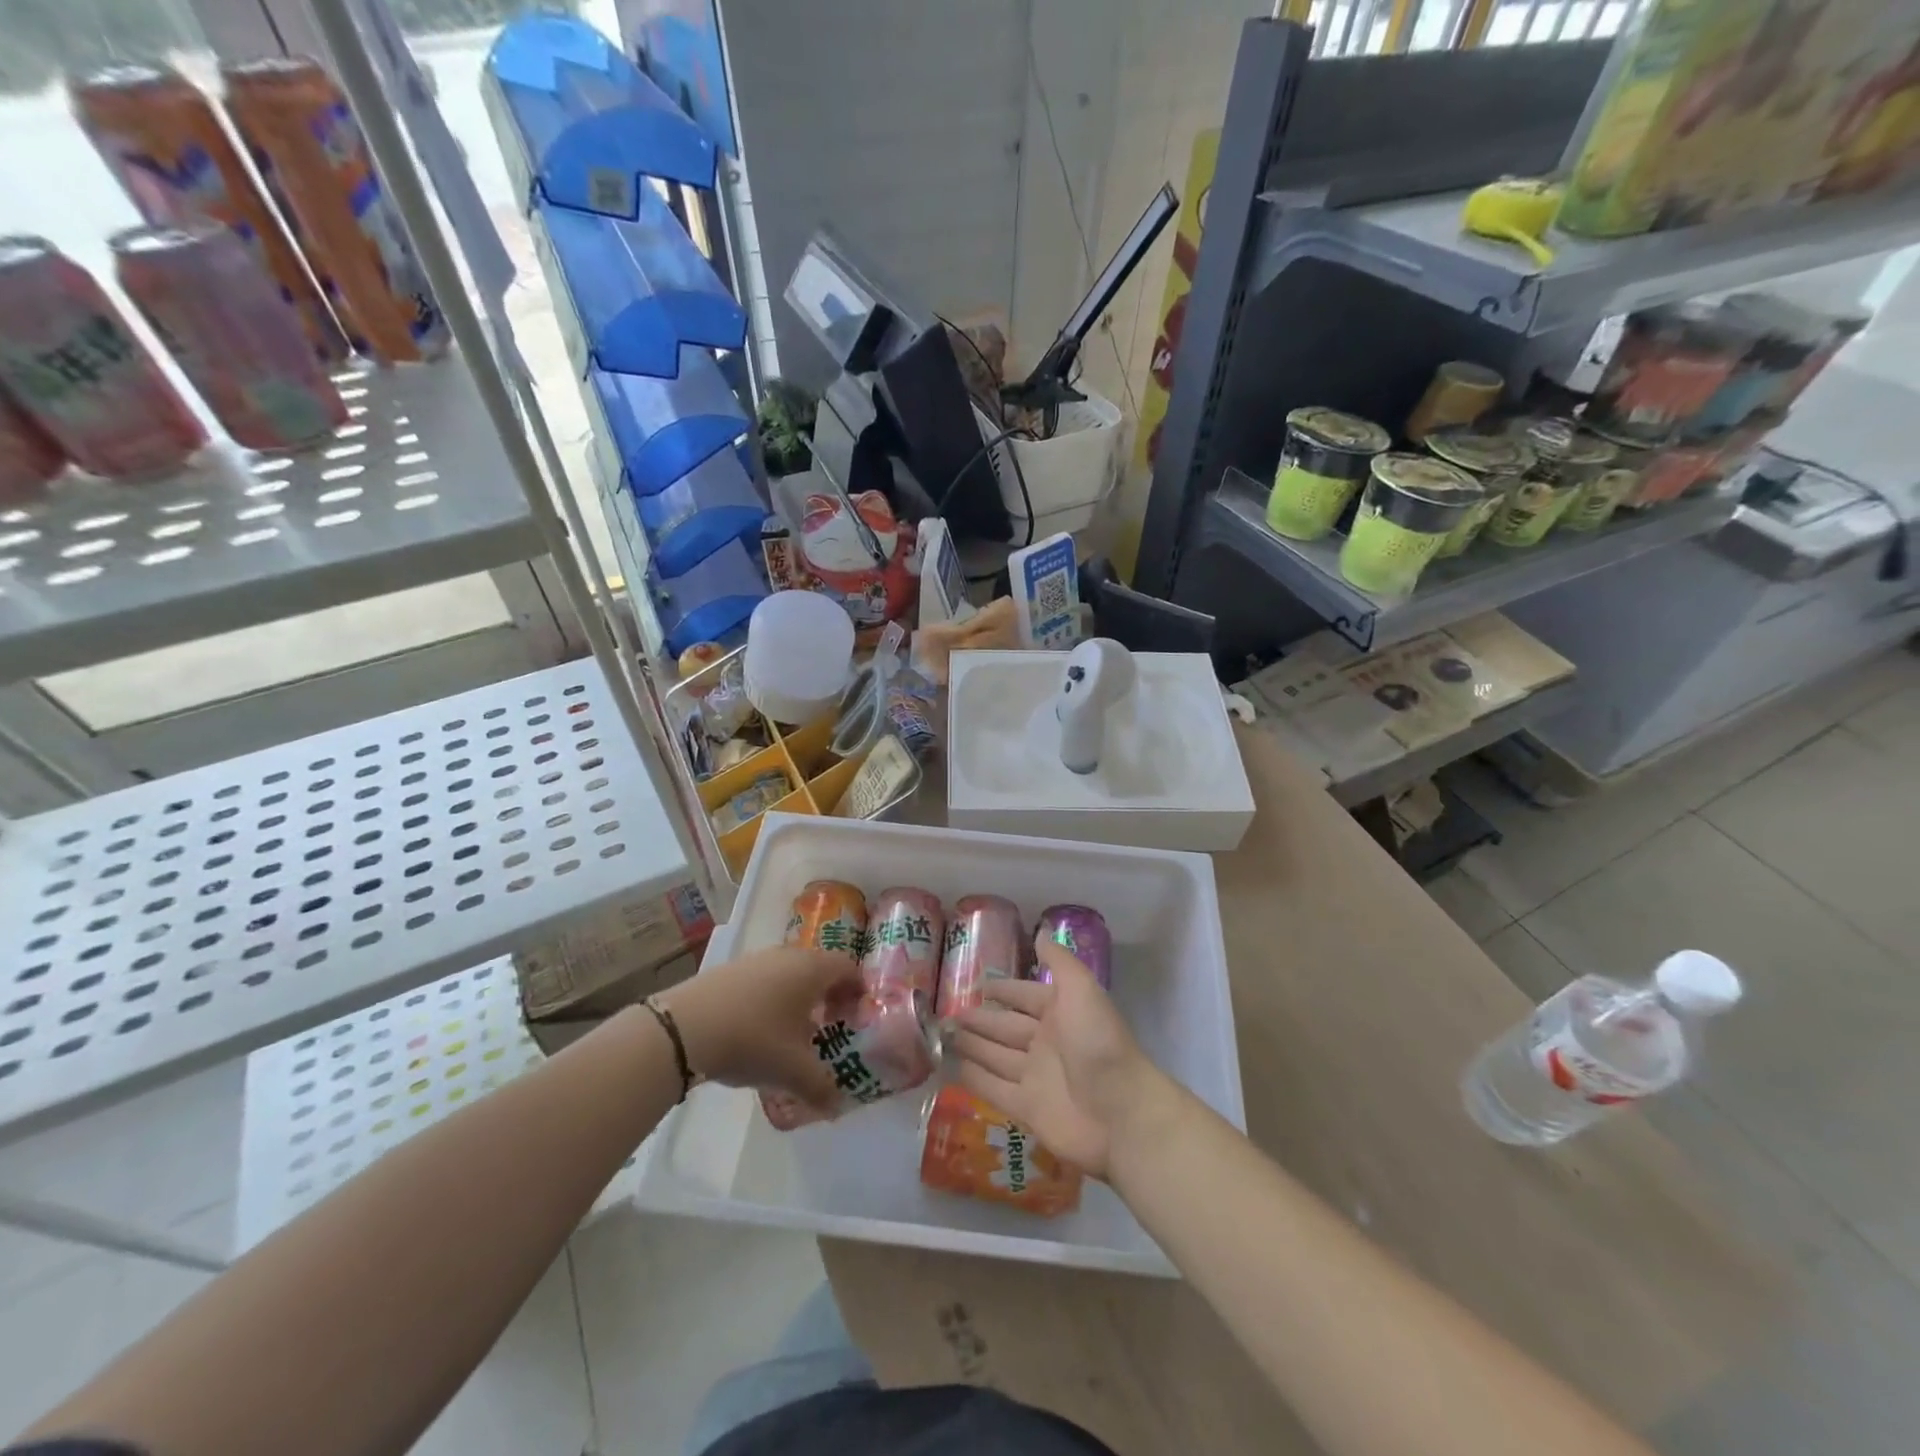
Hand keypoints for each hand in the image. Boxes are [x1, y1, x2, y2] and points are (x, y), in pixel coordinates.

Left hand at [656, 946, 861, 1108]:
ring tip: (793, 1031)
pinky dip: (772, 997)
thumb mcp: (792, 1071)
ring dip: (799, 996)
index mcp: (812, 969)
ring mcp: (757, 959)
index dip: (858, 991)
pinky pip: (765, 979)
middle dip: (829, 995)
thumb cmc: (753, 1040)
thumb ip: (821, 1088)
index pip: (849, 968)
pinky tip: (759, 1029)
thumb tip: (836, 1107)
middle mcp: (788, 955)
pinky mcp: (730, 970)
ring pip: (790, 972)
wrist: (684, 1028)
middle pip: (820, 967)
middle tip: (829, 1025)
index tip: (856, 1018)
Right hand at [953, 937, 1173, 1178]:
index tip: (977, 984)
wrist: (1121, 1114)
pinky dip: (975, 1078)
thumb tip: (1042, 930)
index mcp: (1060, 1013)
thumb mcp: (1082, 991)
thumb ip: (1059, 961)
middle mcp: (1046, 1043)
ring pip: (996, 1056)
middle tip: (948, 1012)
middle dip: (980, 1018)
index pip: (1025, 996)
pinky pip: (994, 1089)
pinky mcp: (1027, 1109)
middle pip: (1006, 1027)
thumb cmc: (1099, 1044)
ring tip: (943, 1035)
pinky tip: (953, 1068)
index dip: (1004, 990)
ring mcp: (1036, 1077)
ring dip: (972, 1045)